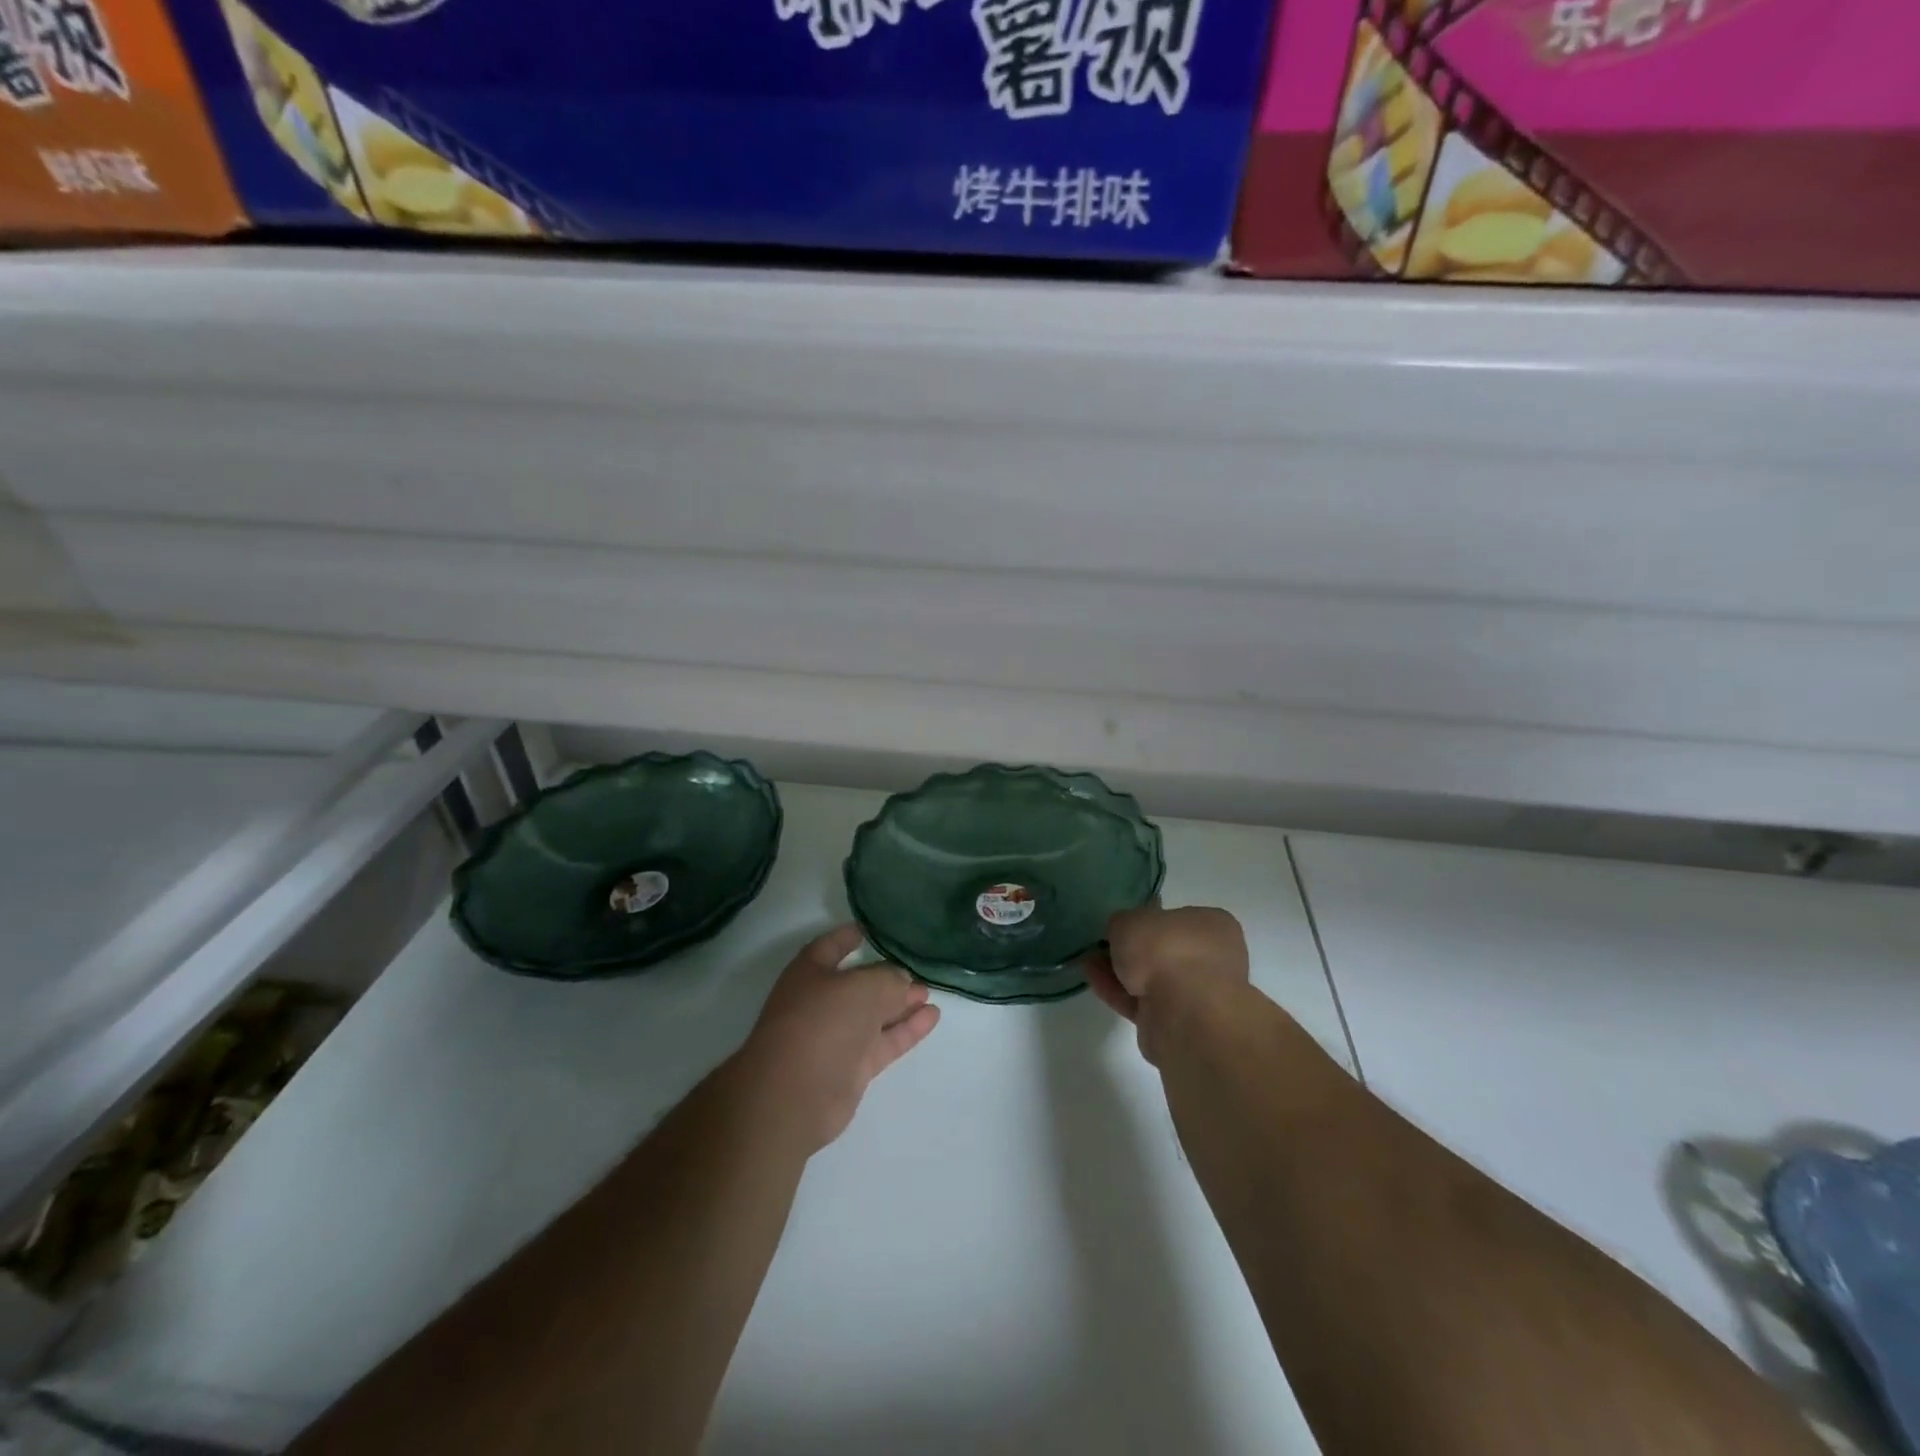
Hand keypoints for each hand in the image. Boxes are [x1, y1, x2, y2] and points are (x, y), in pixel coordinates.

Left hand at [735, 924, 940, 1153]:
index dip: (848, 937)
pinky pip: (884, 1041)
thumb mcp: (863, 986)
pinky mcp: (852, 1067)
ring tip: (929, 992)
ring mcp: (836, 1037)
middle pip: (858, 983)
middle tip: (918, 969)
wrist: (795, 1094)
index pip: (830, 947)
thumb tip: (902, 982)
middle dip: (886, 976)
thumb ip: (888, 979)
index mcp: (809, 973)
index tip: (870, 930)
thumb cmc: (822, 1022)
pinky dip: (907, 1029)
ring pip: (874, 1014)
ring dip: (901, 1003)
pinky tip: (932, 1016)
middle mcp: (821, 1002)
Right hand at [1084, 903, 1248, 1063]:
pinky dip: (1120, 993)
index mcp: (1214, 926)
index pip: (1180, 919)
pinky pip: (1144, 1003)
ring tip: (1089, 963)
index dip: (1149, 920)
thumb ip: (1124, 923)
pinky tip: (1095, 982)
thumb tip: (1123, 933)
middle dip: (1133, 951)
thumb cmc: (1166, 949)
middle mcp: (1214, 960)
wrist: (1182, 1012)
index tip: (1124, 925)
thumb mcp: (1131, 919)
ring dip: (1122, 973)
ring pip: (1154, 980)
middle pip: (1165, 952)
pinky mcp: (1179, 1025)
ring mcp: (1198, 996)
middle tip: (1103, 947)